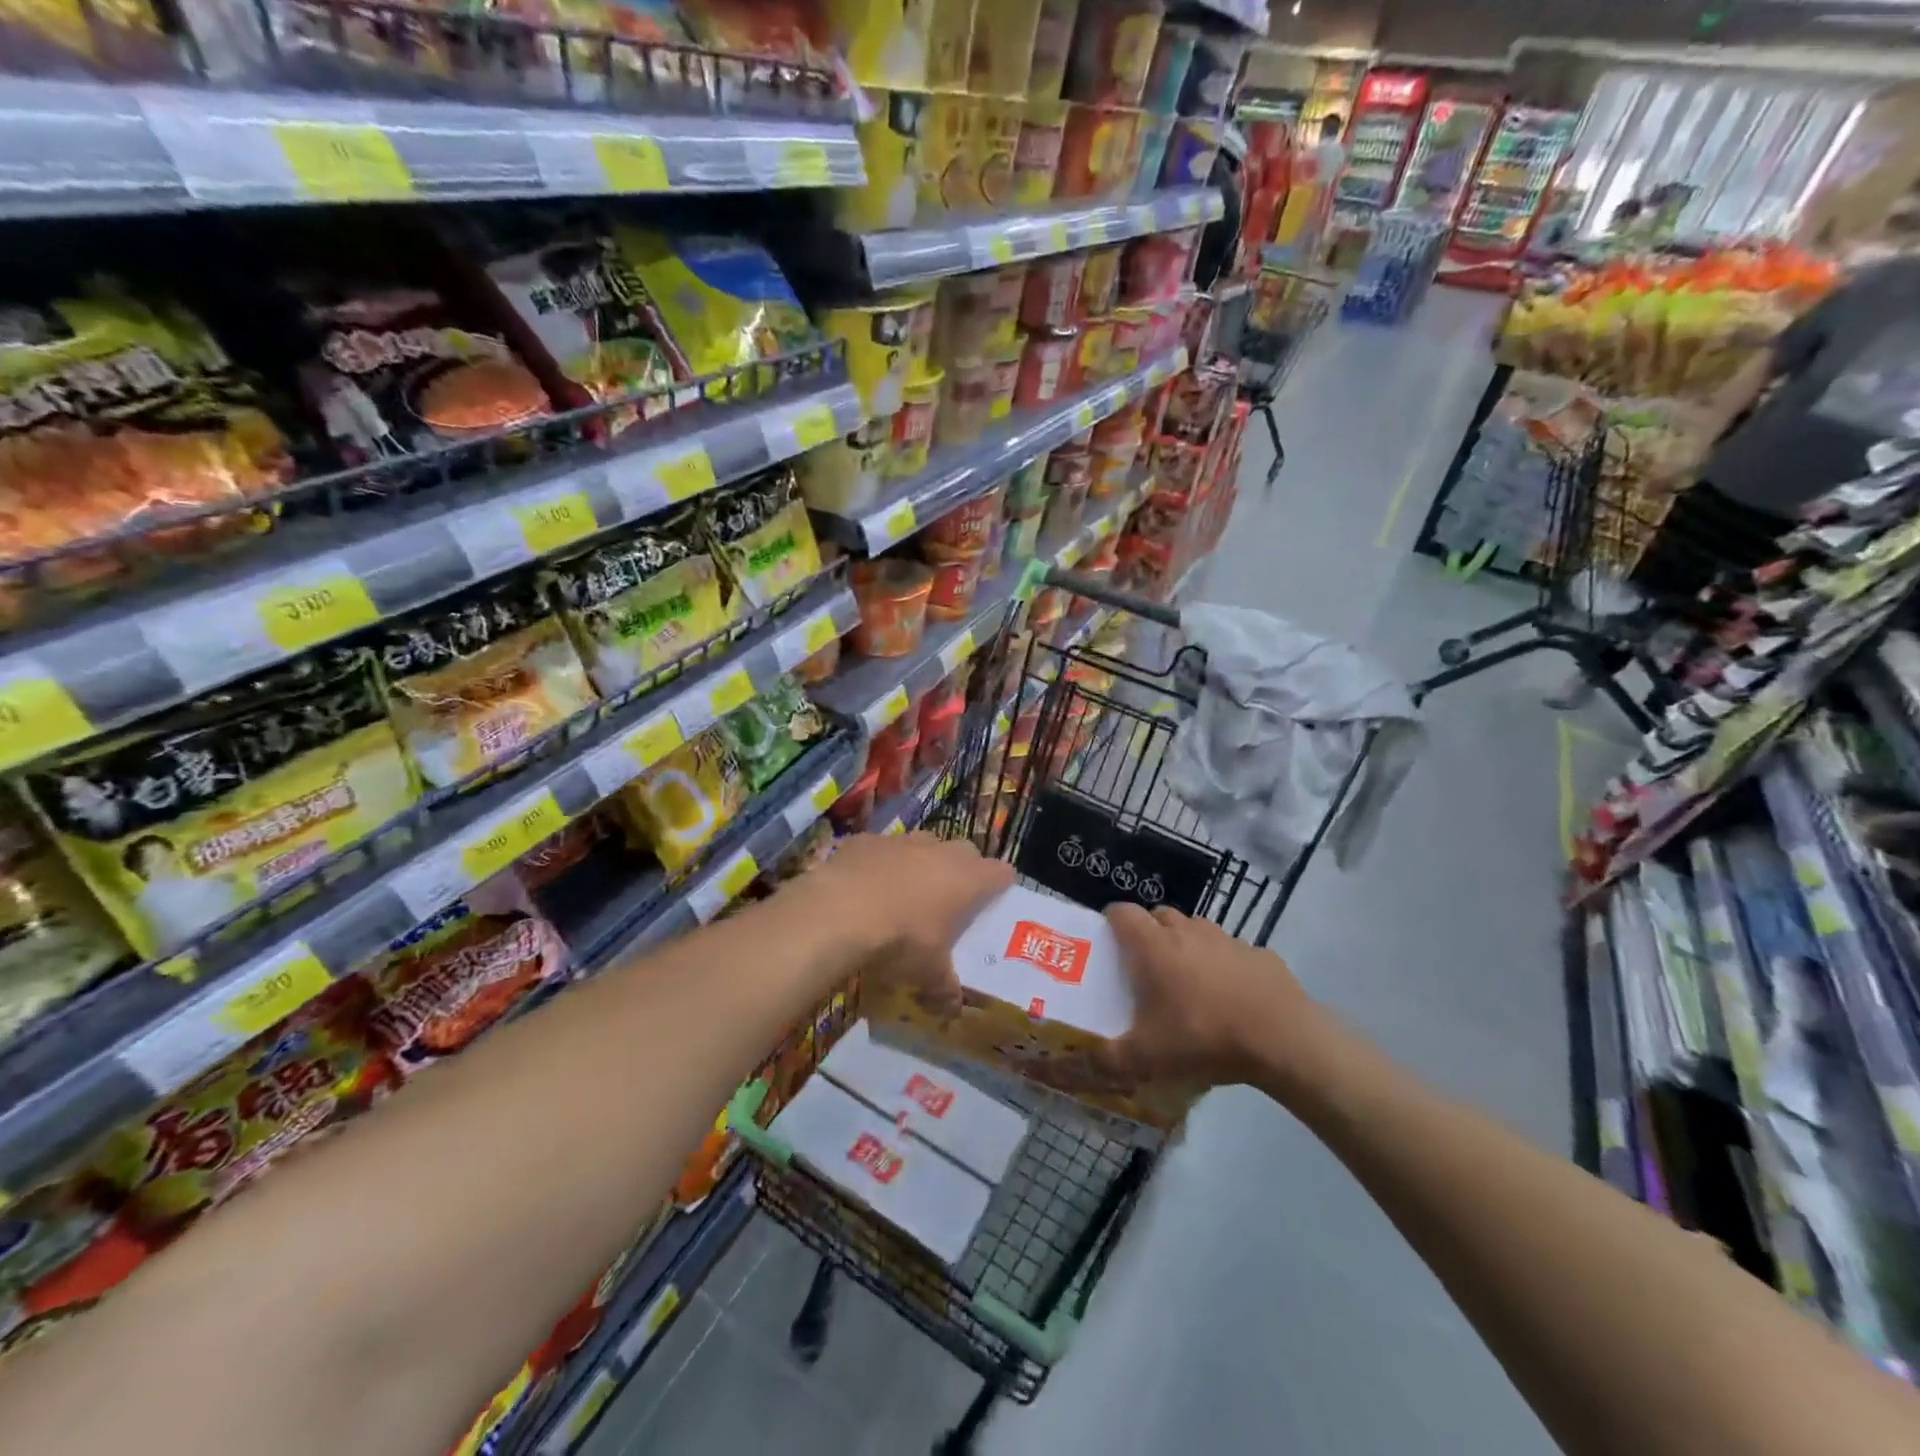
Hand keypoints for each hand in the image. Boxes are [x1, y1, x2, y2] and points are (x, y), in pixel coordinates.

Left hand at [806, 832, 1011, 1014]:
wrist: (839, 911)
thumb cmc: (900, 940)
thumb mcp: (928, 974)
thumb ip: (945, 988)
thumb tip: (952, 1009)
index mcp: (968, 879)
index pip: (1001, 873)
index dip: (999, 886)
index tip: (992, 902)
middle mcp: (940, 850)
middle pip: (964, 852)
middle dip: (960, 871)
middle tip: (948, 901)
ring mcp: (901, 840)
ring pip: (922, 845)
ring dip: (918, 865)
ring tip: (902, 894)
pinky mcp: (865, 840)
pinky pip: (880, 849)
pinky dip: (878, 864)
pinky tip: (863, 888)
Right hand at [1099, 903, 1335, 1096]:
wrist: (1284, 1039)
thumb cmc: (1203, 1037)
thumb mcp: (1146, 1059)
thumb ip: (1104, 1061)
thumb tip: (1069, 1066)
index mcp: (1154, 946)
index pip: (1122, 912)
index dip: (1111, 922)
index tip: (1108, 945)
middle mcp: (1187, 931)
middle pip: (1159, 916)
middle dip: (1148, 934)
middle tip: (1145, 969)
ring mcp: (1226, 939)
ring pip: (1195, 930)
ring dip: (1185, 945)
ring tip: (1186, 983)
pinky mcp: (1259, 954)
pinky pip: (1230, 950)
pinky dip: (1223, 964)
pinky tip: (1230, 998)